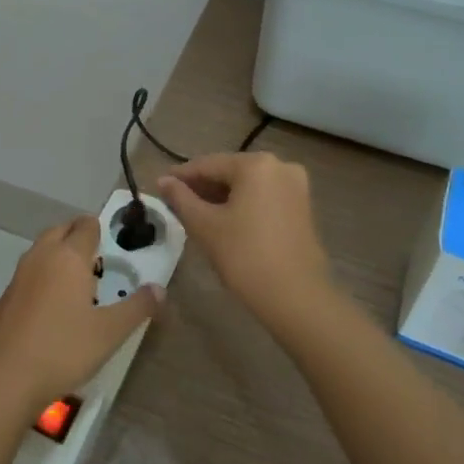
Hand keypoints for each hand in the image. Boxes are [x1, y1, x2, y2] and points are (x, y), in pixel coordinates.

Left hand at [0, 215, 163, 416]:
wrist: (2, 376)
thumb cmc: (62, 348)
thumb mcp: (109, 332)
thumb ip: (137, 308)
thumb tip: (160, 289)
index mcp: (68, 256)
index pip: (86, 225)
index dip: (101, 230)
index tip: (115, 245)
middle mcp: (42, 256)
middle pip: (61, 230)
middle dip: (79, 237)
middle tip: (99, 260)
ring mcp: (19, 275)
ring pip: (42, 250)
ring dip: (59, 255)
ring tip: (79, 282)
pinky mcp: (6, 296)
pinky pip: (30, 272)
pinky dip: (44, 276)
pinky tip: (54, 306)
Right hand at [157, 152, 334, 333]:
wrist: (297, 298)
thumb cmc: (245, 257)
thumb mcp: (205, 226)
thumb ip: (181, 198)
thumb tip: (163, 181)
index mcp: (256, 164)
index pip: (208, 164)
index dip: (181, 176)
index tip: (160, 186)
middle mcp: (280, 166)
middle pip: (230, 172)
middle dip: (202, 187)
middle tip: (175, 203)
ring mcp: (296, 186)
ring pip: (247, 185)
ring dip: (221, 197)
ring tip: (195, 213)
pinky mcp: (302, 207)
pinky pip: (263, 197)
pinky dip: (242, 205)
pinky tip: (224, 221)